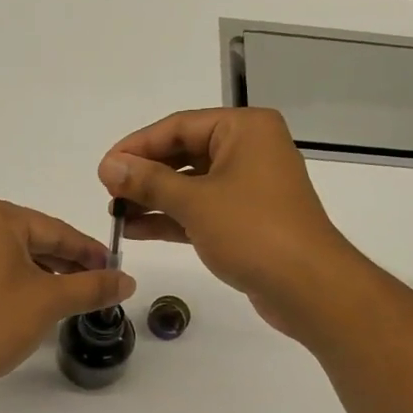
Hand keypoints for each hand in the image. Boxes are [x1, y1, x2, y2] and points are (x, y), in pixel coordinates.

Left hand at [0, 196, 134, 398]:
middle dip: (66, 264)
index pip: (55, 231)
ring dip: (43, 274)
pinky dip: (15, 281)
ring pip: (11, 256)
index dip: (89, 252)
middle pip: (32, 240)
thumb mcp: (51, 301)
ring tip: (71, 297)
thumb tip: (128, 281)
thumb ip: (93, 286)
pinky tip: (34, 302)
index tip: (115, 269)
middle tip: (98, 285)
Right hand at [98, 108, 358, 334]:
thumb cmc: (253, 231)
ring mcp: (249, 188)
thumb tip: (109, 165)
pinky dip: (172, 219)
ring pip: (191, 186)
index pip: (179, 126)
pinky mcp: (246, 221)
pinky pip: (201, 211)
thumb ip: (148, 182)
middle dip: (145, 175)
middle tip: (108, 193)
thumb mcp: (195, 202)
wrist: (307, 285)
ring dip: (154, 200)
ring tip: (116, 215)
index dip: (137, 146)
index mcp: (244, 129)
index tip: (104, 168)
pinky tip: (138, 230)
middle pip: (185, 154)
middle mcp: (249, 150)